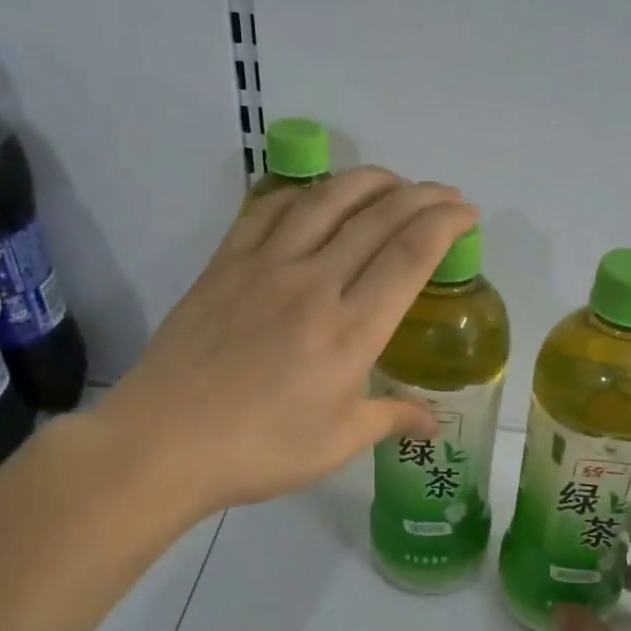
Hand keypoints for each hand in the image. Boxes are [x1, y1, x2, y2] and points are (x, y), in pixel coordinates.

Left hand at [90, 167, 477, 520]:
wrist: (163, 443)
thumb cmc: (259, 450)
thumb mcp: (337, 443)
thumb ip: (391, 419)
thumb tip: (434, 424)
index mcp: (351, 329)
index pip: (411, 254)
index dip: (446, 222)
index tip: (467, 211)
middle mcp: (314, 283)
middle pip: (378, 216)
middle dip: (422, 195)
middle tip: (445, 193)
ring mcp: (265, 266)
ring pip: (326, 199)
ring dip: (368, 181)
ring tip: (392, 182)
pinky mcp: (225, 263)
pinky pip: (268, 209)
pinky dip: (301, 192)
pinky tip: (315, 196)